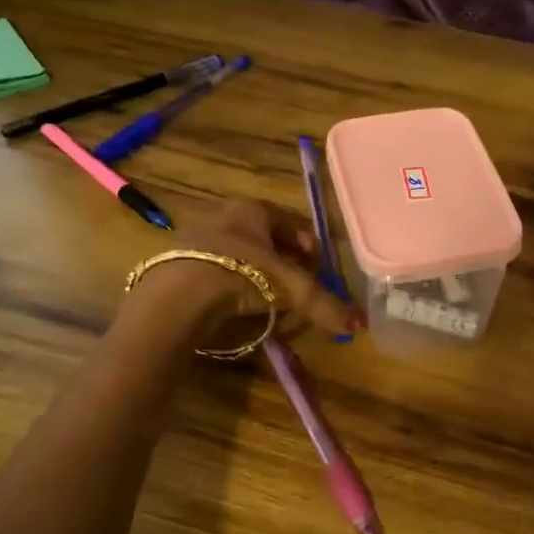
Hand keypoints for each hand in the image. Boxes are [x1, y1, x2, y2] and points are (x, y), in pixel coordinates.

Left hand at [126, 197, 360, 343]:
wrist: (181, 293)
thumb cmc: (243, 275)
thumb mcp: (291, 289)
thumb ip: (323, 304)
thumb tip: (357, 325)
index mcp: (253, 208)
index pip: (289, 221)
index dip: (307, 244)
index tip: (315, 266)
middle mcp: (224, 212)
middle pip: (262, 234)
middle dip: (281, 256)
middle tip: (293, 282)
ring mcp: (196, 233)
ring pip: (236, 249)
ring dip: (253, 268)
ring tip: (264, 294)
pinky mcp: (176, 257)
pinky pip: (213, 265)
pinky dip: (227, 279)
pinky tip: (232, 300)